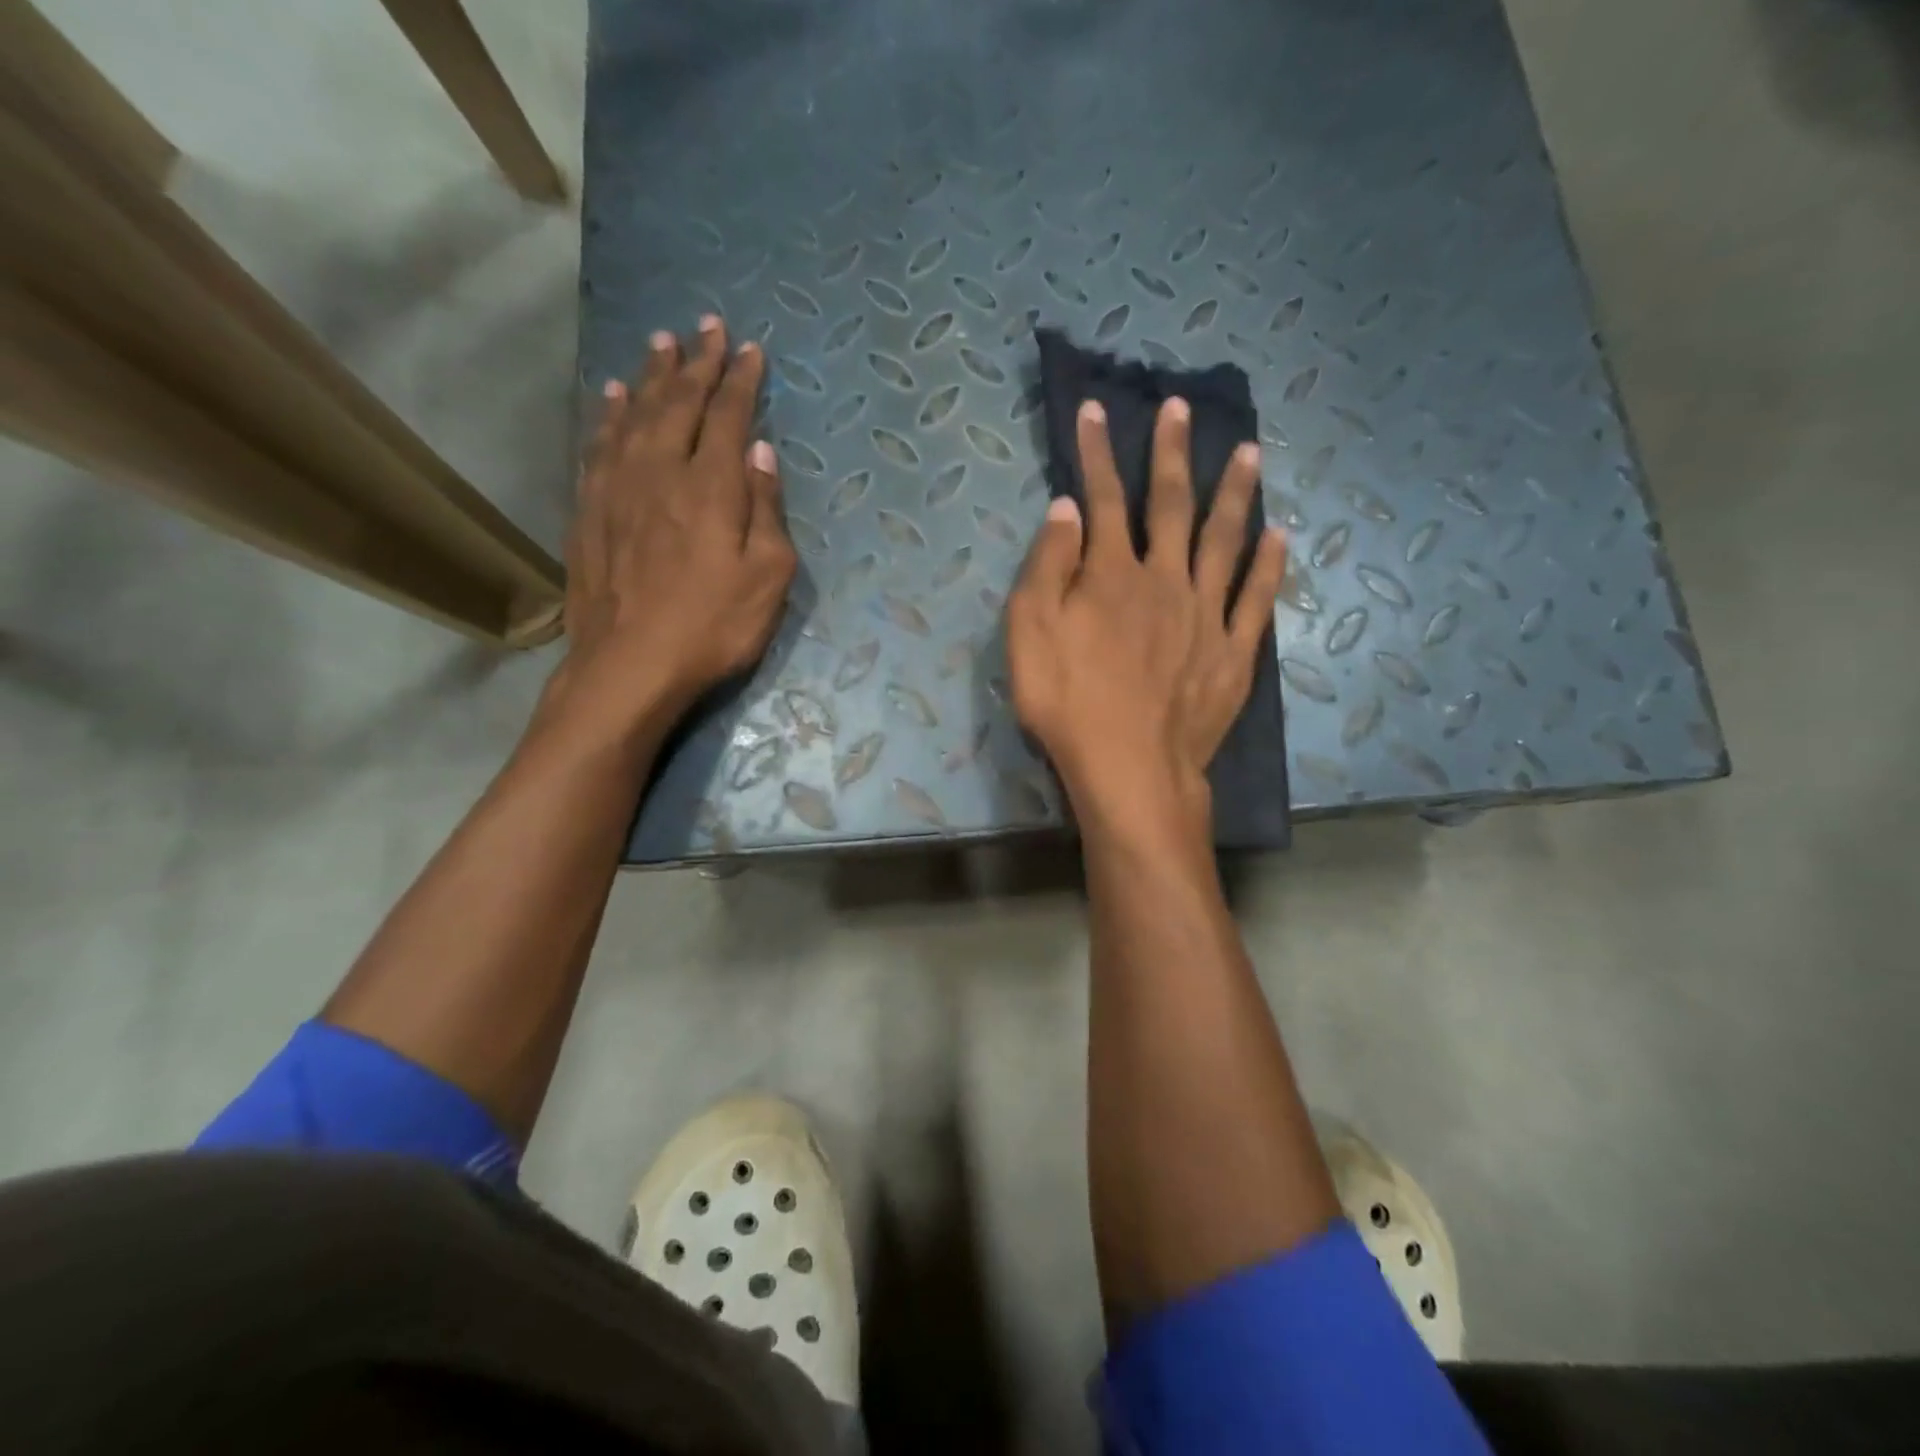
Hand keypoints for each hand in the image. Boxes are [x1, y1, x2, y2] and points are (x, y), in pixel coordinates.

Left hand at [553, 316, 797, 733]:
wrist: (630, 665)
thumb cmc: (714, 627)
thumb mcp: (768, 578)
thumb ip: (767, 511)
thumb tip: (762, 453)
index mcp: (711, 487)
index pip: (728, 416)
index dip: (741, 381)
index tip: (750, 349)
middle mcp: (661, 472)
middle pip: (680, 403)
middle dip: (697, 362)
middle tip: (707, 325)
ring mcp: (618, 488)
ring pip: (635, 415)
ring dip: (652, 376)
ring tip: (661, 344)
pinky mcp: (590, 511)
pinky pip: (600, 446)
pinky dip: (610, 415)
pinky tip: (614, 399)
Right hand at [1007, 397, 1286, 837]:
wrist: (1130, 769)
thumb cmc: (1068, 704)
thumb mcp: (1030, 634)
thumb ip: (1048, 567)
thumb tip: (1067, 508)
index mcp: (1112, 574)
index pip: (1102, 499)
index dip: (1096, 453)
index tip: (1095, 410)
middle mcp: (1165, 580)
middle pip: (1171, 506)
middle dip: (1171, 454)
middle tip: (1180, 408)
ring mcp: (1207, 615)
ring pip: (1225, 540)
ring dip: (1235, 493)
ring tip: (1249, 452)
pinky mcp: (1233, 653)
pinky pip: (1257, 599)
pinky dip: (1269, 565)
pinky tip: (1279, 535)